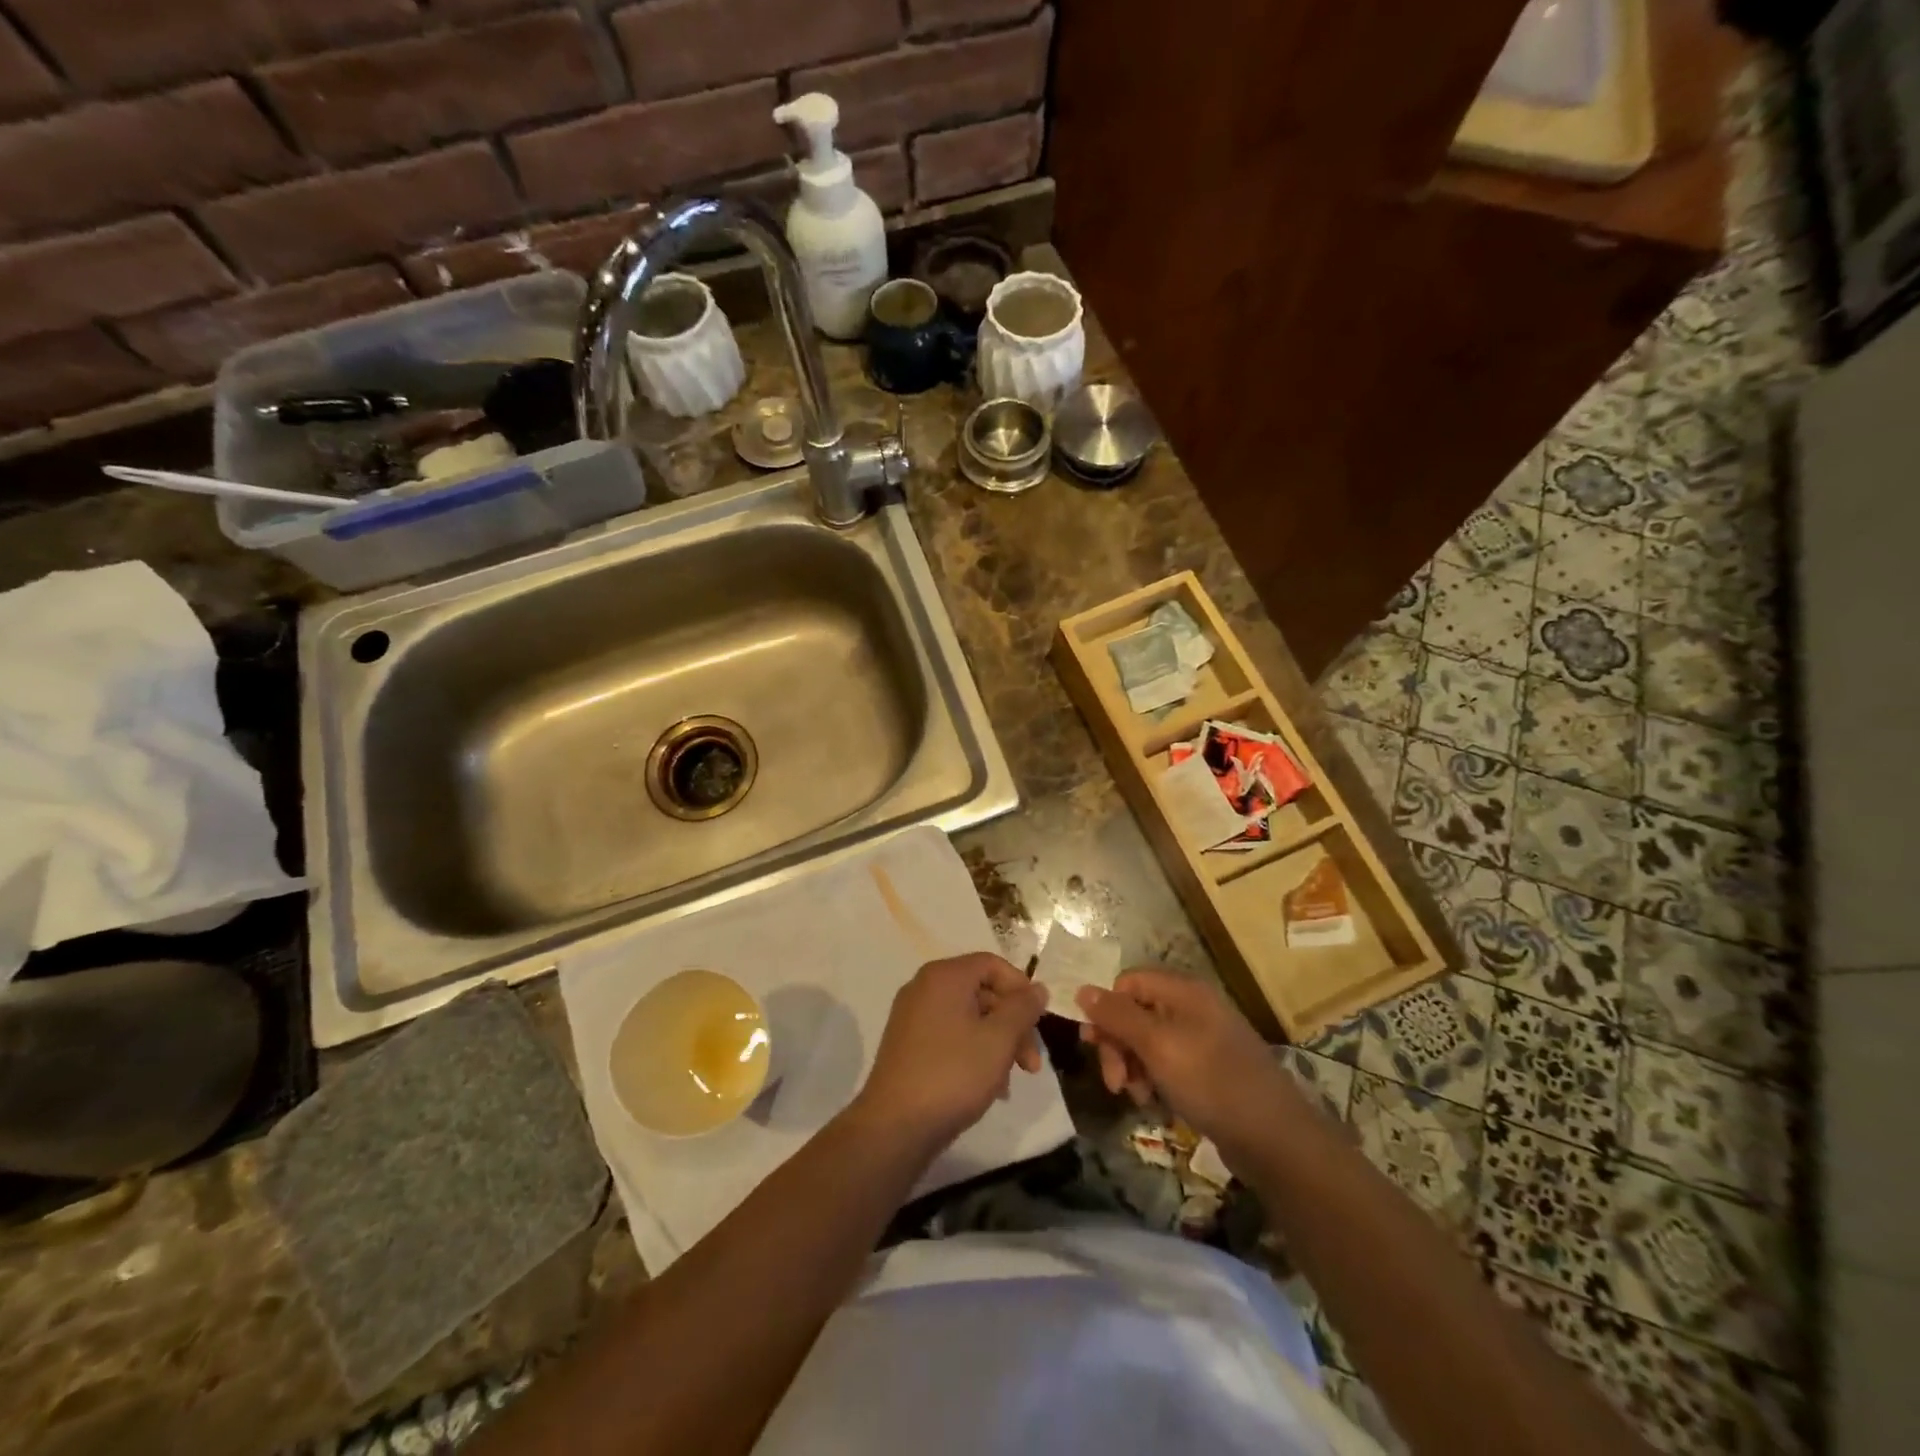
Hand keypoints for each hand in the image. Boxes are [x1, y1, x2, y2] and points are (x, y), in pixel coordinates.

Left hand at [850, 953, 1047, 1155]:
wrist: (895, 1126)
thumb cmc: (953, 1074)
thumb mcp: (999, 1040)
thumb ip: (1022, 1009)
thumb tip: (1037, 988)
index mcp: (944, 976)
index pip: (992, 964)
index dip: (1021, 988)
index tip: (1039, 1021)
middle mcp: (925, 987)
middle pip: (982, 991)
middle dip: (1013, 1024)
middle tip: (1032, 1063)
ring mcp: (913, 1016)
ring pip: (969, 1017)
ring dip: (997, 1043)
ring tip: (1011, 1081)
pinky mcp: (908, 1044)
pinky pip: (951, 1036)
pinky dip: (974, 1052)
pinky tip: (989, 1086)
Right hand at [1076, 967, 1304, 1162]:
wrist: (1274, 1138)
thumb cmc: (1211, 1081)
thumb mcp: (1157, 1045)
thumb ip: (1117, 1016)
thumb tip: (1082, 989)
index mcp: (1184, 991)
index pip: (1128, 982)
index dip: (1107, 1009)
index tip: (1093, 1043)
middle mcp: (1193, 1007)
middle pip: (1136, 1012)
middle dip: (1117, 1044)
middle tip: (1114, 1083)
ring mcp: (1203, 1039)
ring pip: (1148, 1041)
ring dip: (1133, 1066)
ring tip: (1136, 1097)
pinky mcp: (1209, 1070)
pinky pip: (1168, 1063)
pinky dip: (1153, 1079)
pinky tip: (1153, 1102)